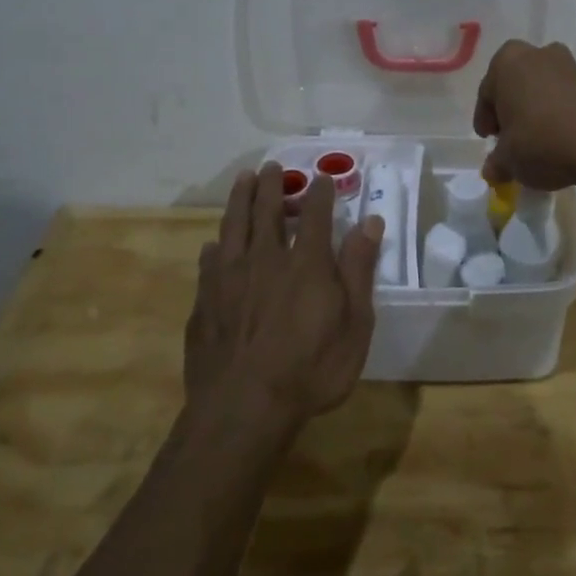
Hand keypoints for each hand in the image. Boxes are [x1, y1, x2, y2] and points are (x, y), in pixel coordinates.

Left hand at [187, 164, 381, 428]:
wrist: (244, 408)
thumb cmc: (311, 369)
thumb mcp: (354, 324)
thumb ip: (359, 269)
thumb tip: (371, 222)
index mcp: (306, 263)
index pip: (316, 214)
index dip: (320, 193)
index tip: (322, 178)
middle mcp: (266, 259)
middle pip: (267, 211)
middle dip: (272, 185)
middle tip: (272, 166)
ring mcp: (229, 279)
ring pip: (233, 226)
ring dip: (240, 200)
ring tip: (243, 180)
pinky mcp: (204, 302)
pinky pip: (208, 263)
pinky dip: (213, 248)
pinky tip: (212, 245)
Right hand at [473, 39, 575, 191]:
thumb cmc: (540, 142)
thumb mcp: (508, 159)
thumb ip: (496, 162)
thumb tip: (493, 169)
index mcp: (507, 62)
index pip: (487, 93)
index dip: (484, 119)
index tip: (488, 139)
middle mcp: (537, 54)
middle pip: (515, 85)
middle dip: (511, 109)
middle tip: (509, 137)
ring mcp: (568, 65)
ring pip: (541, 89)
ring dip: (535, 111)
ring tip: (535, 141)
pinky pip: (564, 98)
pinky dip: (557, 114)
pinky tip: (558, 139)